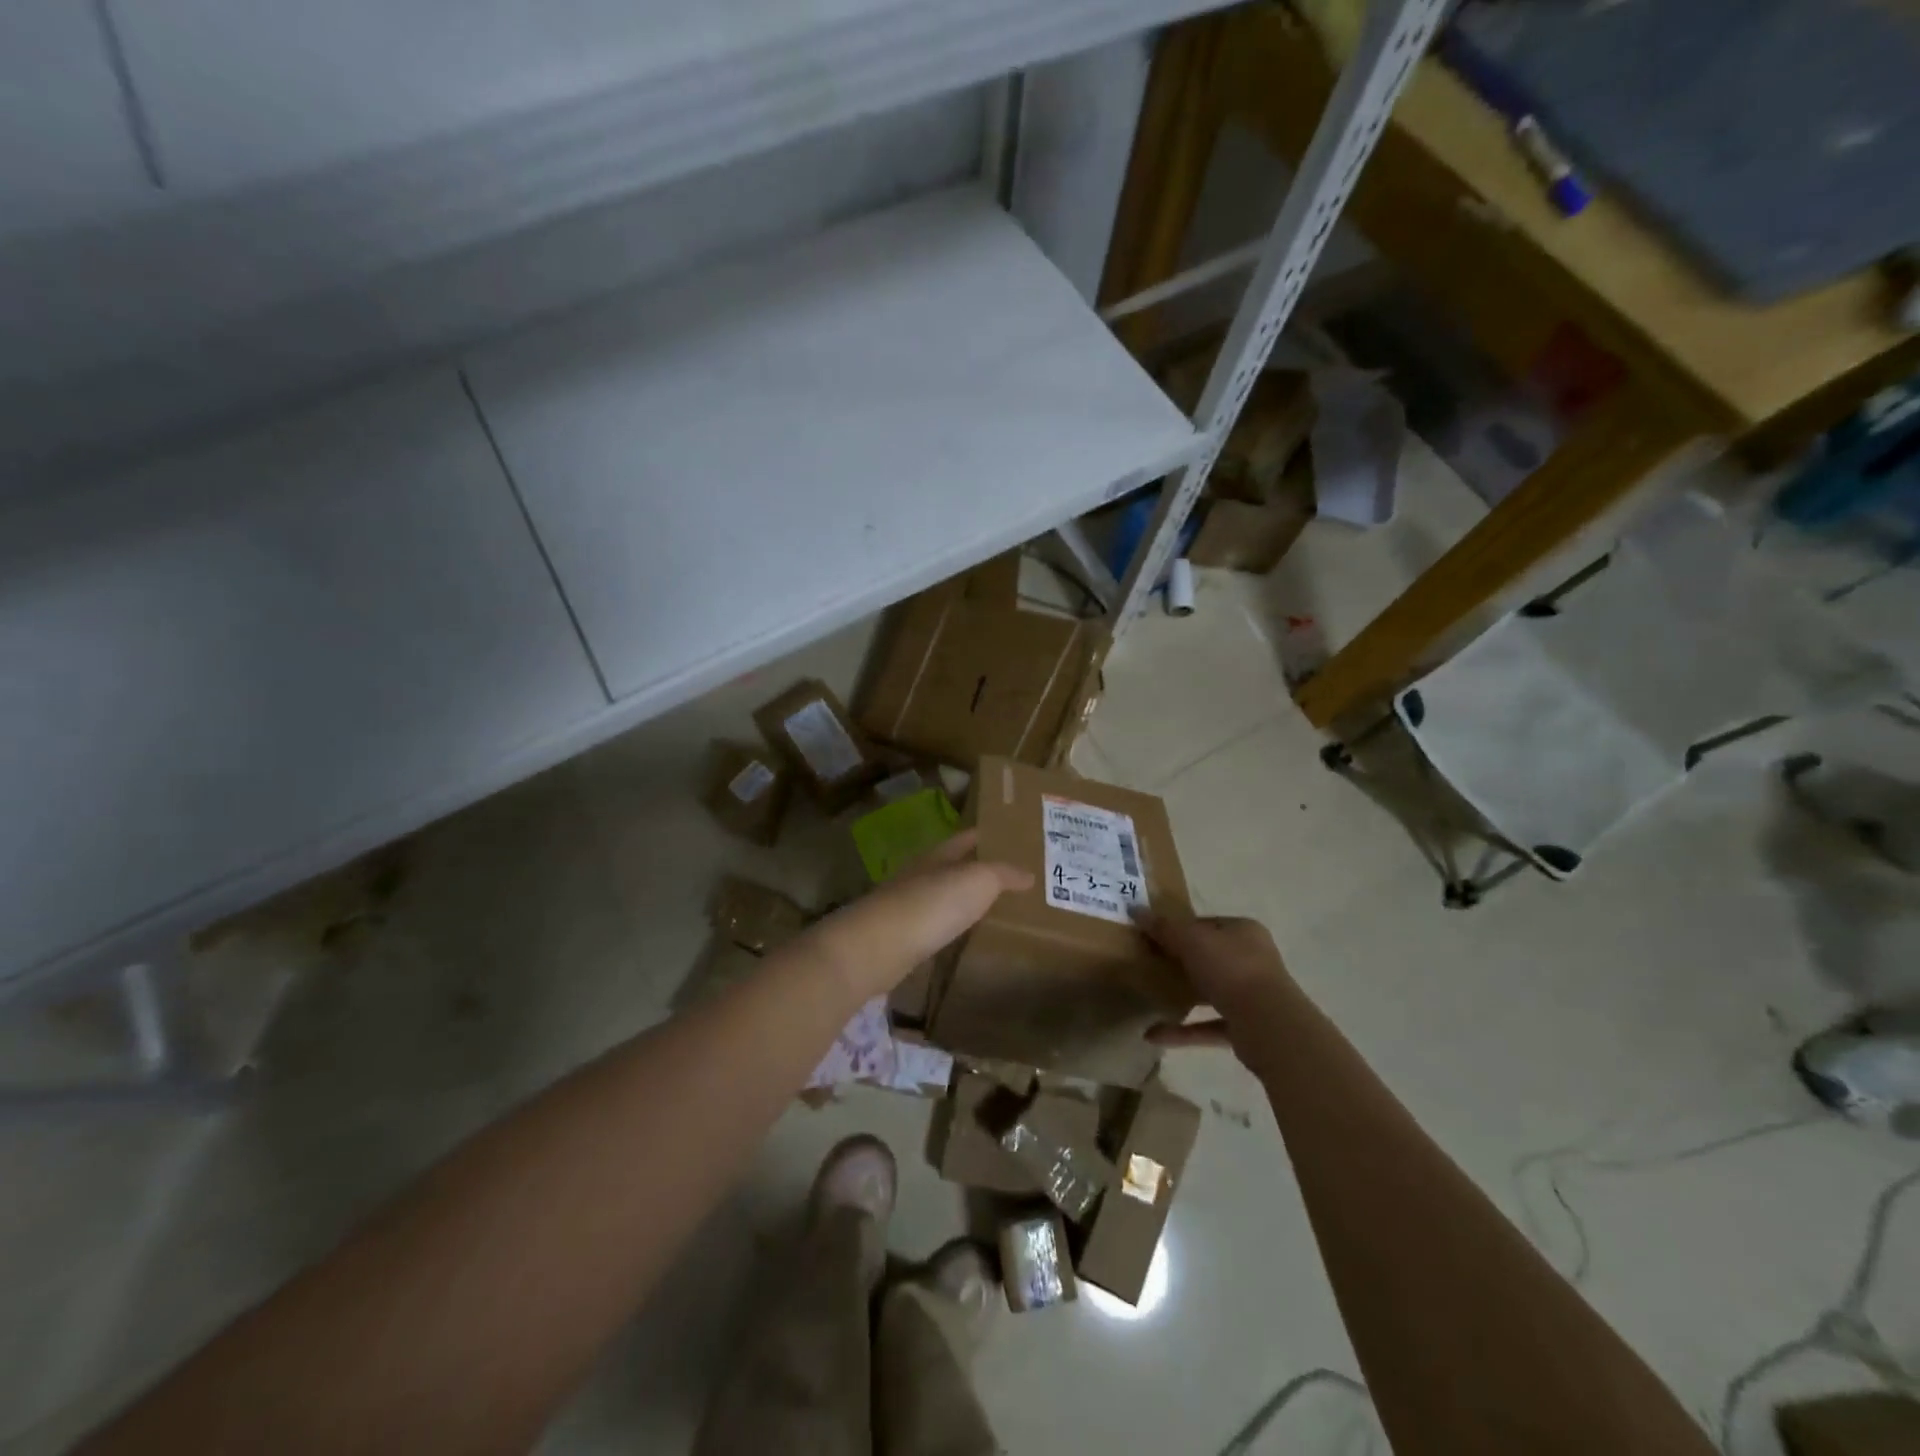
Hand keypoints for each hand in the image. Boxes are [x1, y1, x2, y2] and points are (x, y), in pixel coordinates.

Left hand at [804, 830, 1031, 1000]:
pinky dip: (950, 927)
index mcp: (939, 855)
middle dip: (977, 869)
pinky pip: (934, 926)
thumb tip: (1028, 873)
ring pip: (942, 897)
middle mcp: (921, 875)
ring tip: (993, 910)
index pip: (967, 838)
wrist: (879, 946)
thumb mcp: (978, 881)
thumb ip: (1003, 874)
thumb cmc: (932, 904)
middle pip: (952, 867)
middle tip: (1011, 879)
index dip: (987, 835)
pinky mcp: (901, 937)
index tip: (1011, 838)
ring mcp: (908, 906)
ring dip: (963, 901)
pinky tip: (963, 937)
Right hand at [1140, 912, 1294, 1051]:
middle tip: (1149, 964)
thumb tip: (1135, 909)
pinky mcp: (1245, 1029)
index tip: (1152, 936)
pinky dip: (1183, 1031)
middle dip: (1180, 961)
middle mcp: (1252, 960)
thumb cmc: (1231, 969)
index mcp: (1244, 931)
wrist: (1268, 1025)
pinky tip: (1152, 1034)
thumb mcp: (1191, 940)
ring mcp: (1251, 996)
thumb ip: (1164, 927)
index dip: (1179, 928)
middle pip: (1209, 957)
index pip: (1206, 924)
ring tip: (1150, 997)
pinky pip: (1208, 1026)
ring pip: (1210, 991)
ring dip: (1182, 995)